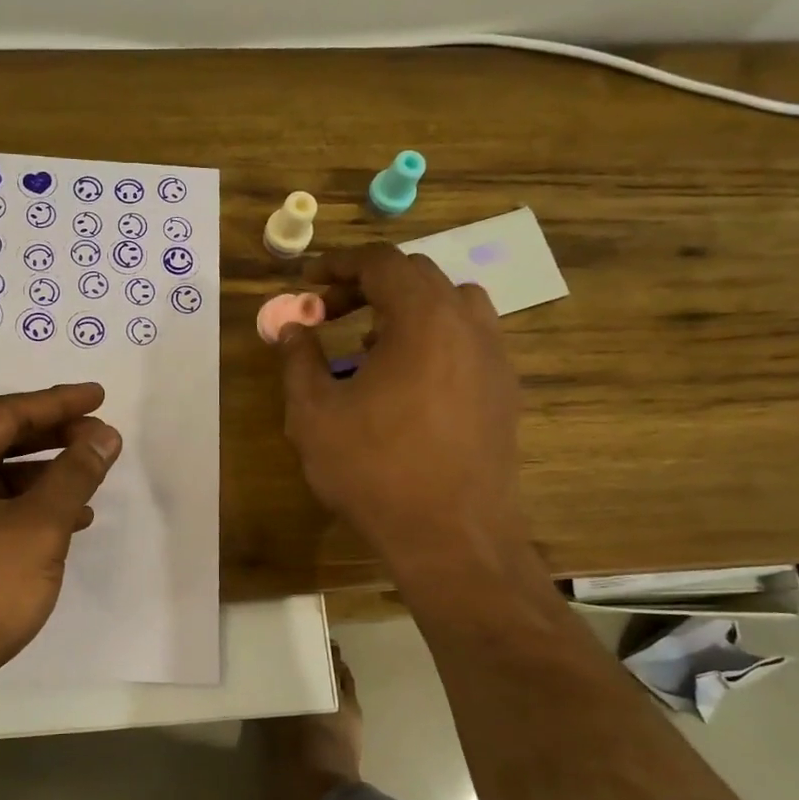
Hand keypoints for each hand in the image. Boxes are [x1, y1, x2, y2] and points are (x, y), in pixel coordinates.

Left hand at [0, 383, 120, 713]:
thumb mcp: (38, 526)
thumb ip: (74, 474)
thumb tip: (104, 435)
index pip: (6, 413)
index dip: (58, 403)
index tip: (99, 397)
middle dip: (53, 439)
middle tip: (100, 437)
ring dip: (44, 478)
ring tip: (90, 480)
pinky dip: (27, 512)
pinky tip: (66, 523)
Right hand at [275, 244, 531, 584]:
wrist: (451, 537)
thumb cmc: (374, 470)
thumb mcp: (314, 414)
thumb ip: (299, 360)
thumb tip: (293, 327)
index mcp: (423, 318)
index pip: (382, 262)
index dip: (339, 264)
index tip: (308, 283)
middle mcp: (469, 325)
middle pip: (419, 276)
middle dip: (369, 285)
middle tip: (330, 313)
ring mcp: (495, 359)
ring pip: (452, 306)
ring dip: (407, 310)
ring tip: (371, 345)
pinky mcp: (505, 393)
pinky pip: (469, 342)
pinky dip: (433, 340)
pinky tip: (406, 385)